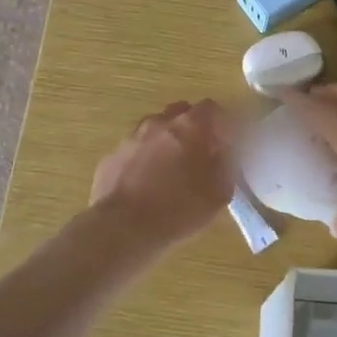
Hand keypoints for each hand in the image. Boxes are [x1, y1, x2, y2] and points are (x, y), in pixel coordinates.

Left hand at [90, 100, 237, 245]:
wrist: (122, 228)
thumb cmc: (178, 210)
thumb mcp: (219, 194)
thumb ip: (225, 166)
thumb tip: (222, 154)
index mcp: (189, 127)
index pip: (211, 108)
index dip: (220, 124)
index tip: (223, 144)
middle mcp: (158, 123)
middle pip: (180, 113)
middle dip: (191, 128)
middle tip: (198, 154)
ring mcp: (131, 138)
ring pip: (154, 129)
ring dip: (165, 142)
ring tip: (169, 171)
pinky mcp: (111, 156)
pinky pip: (134, 150)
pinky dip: (142, 159)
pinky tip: (144, 185)